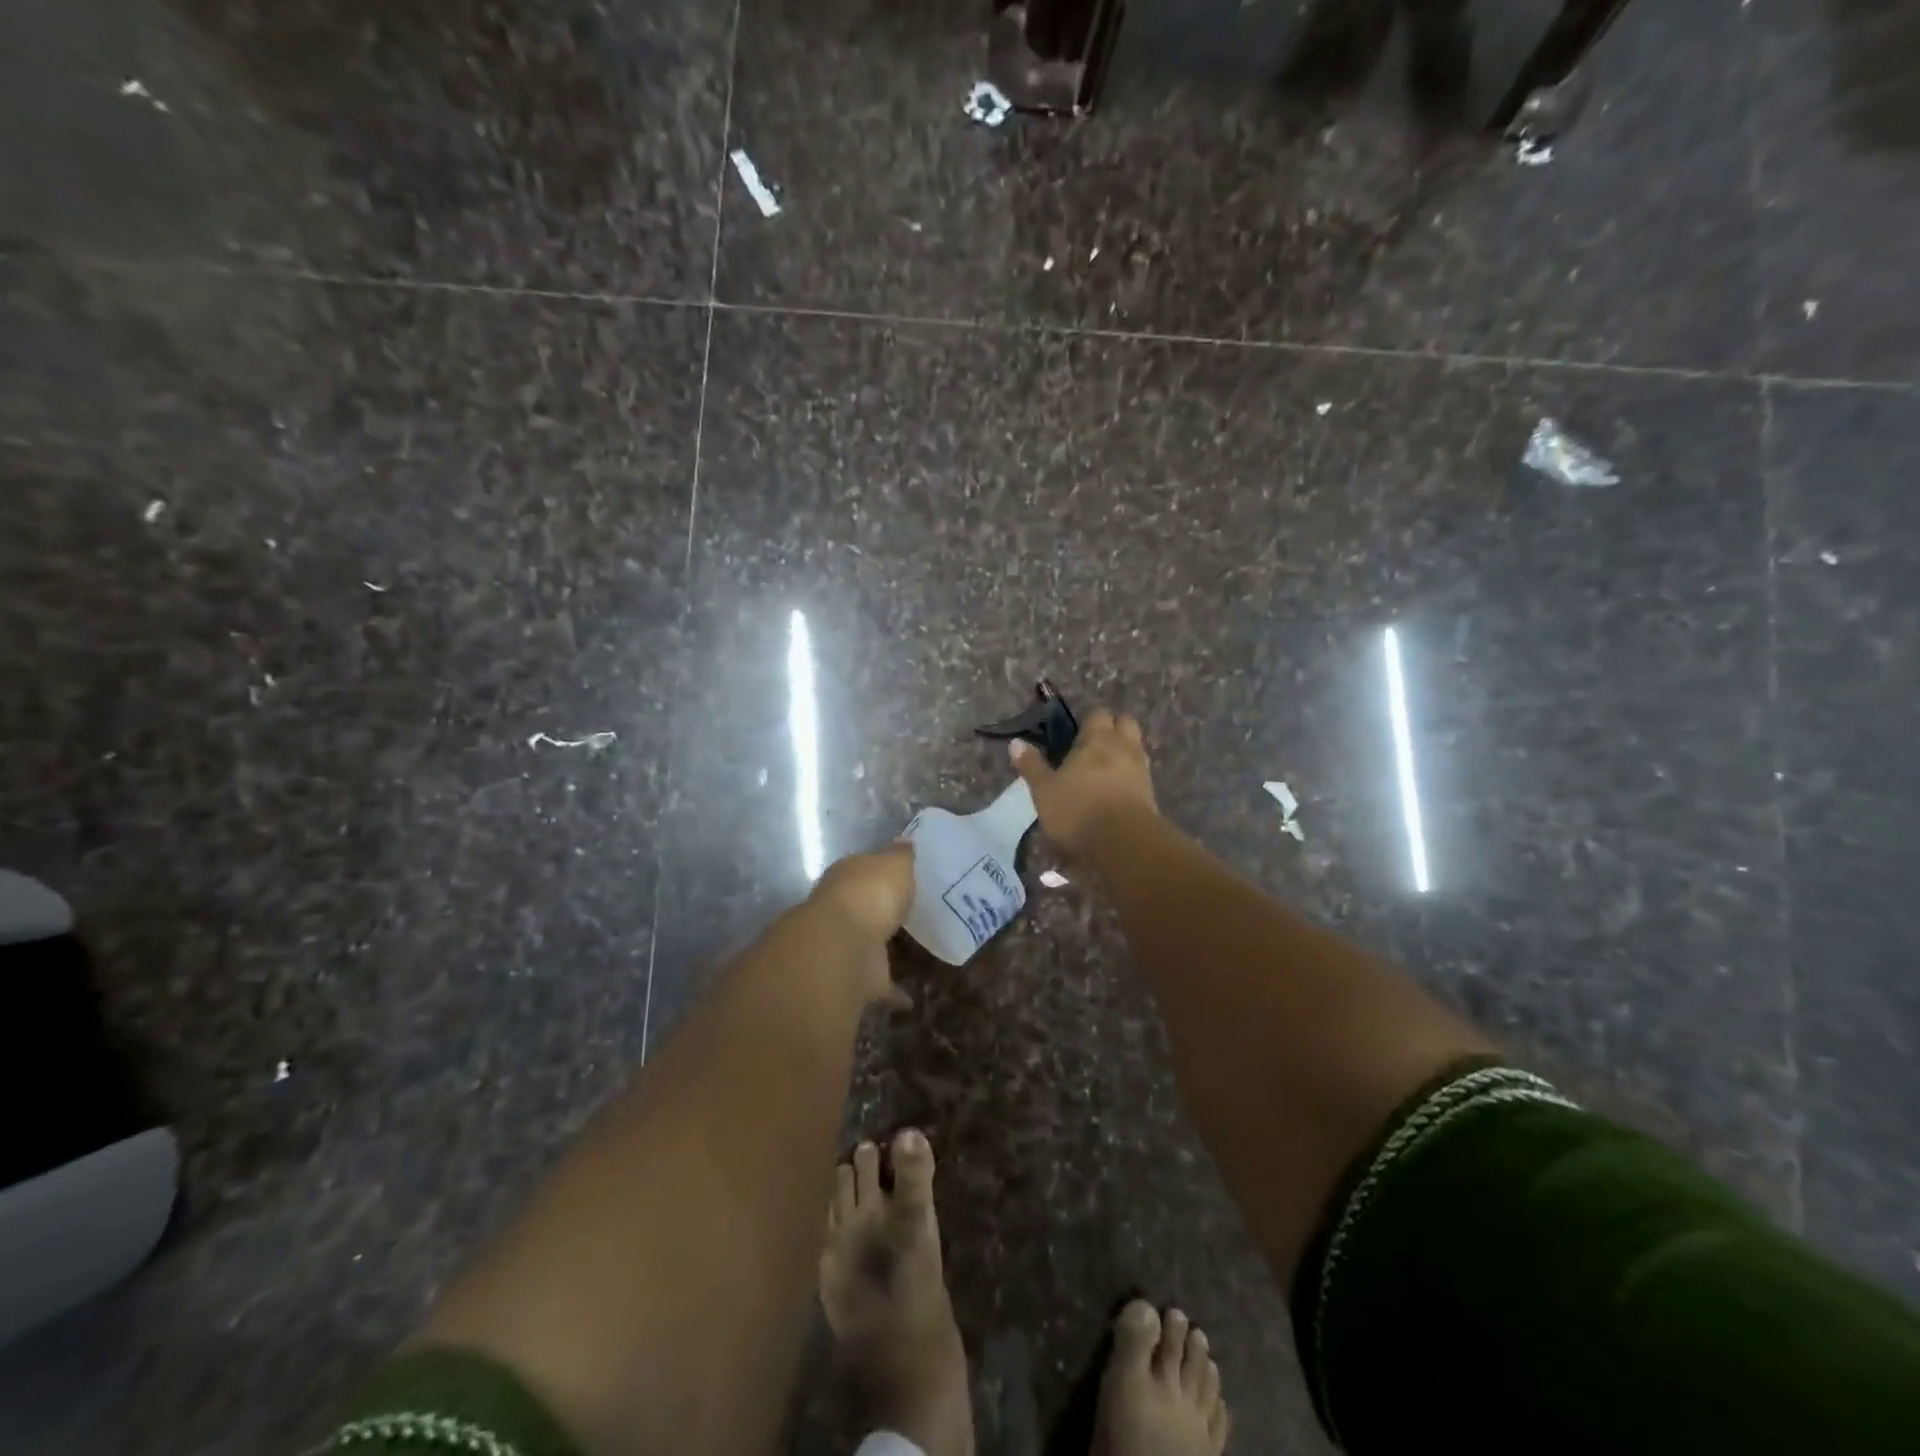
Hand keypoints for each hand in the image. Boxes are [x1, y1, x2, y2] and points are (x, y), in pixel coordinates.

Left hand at [807, 844, 916, 1006]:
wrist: (844, 946)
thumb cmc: (871, 893)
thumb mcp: (894, 864)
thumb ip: (901, 856)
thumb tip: (905, 841)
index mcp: (846, 876)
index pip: (861, 870)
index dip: (878, 872)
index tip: (898, 878)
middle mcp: (839, 909)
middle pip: (861, 907)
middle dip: (877, 910)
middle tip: (904, 914)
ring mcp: (844, 945)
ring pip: (865, 943)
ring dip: (880, 948)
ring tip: (910, 951)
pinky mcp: (854, 978)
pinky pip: (877, 984)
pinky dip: (891, 991)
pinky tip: (909, 1000)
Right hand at [1009, 709, 1158, 857]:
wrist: (1124, 843)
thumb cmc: (1078, 809)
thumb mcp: (1044, 790)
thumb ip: (1032, 765)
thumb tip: (1016, 743)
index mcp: (1097, 739)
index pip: (1097, 714)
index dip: (1088, 721)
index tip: (1075, 734)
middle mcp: (1123, 747)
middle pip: (1125, 724)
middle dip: (1113, 729)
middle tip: (1093, 746)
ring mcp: (1141, 770)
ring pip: (1136, 749)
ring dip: (1123, 753)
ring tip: (1103, 771)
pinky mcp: (1151, 795)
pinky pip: (1140, 776)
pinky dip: (1129, 778)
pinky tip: (1115, 793)